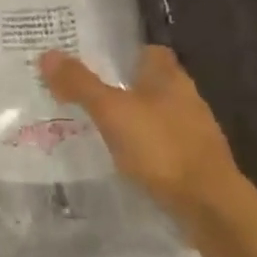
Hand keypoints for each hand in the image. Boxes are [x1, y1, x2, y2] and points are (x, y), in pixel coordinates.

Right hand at [40, 45, 240, 224]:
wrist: (209, 205)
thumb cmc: (161, 148)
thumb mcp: (112, 112)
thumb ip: (81, 84)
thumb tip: (47, 54)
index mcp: (169, 78)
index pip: (149, 51)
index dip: (123, 52)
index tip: (93, 59)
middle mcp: (185, 98)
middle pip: (149, 83)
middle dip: (121, 87)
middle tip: (82, 91)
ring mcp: (191, 132)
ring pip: (154, 115)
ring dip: (130, 118)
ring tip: (94, 126)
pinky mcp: (191, 162)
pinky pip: (159, 144)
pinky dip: (140, 147)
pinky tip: (119, 158)